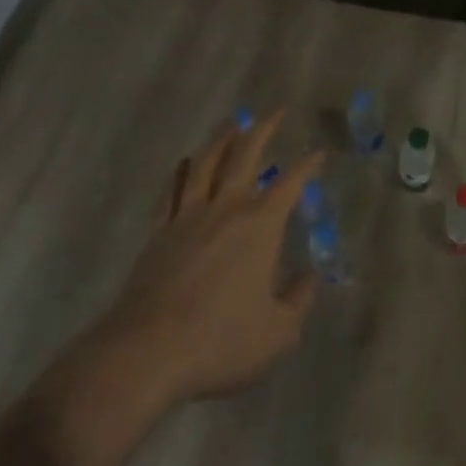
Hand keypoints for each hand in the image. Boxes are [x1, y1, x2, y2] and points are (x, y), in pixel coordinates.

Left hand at [83, 111, 322, 410]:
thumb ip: (298, 301)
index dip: (307, 165)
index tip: (318, 153)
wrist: (147, 352)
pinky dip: (182, 170)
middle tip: (275, 112)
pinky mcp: (159, 232)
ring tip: (233, 123)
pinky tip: (185, 162)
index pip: (290, 183)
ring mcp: (188, 216)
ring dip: (222, 139)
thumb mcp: (277, 333)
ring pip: (206, 163)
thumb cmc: (220, 341)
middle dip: (263, 130)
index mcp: (260, 226)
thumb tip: (309, 278)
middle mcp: (226, 208)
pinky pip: (173, 189)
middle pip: (245, 156)